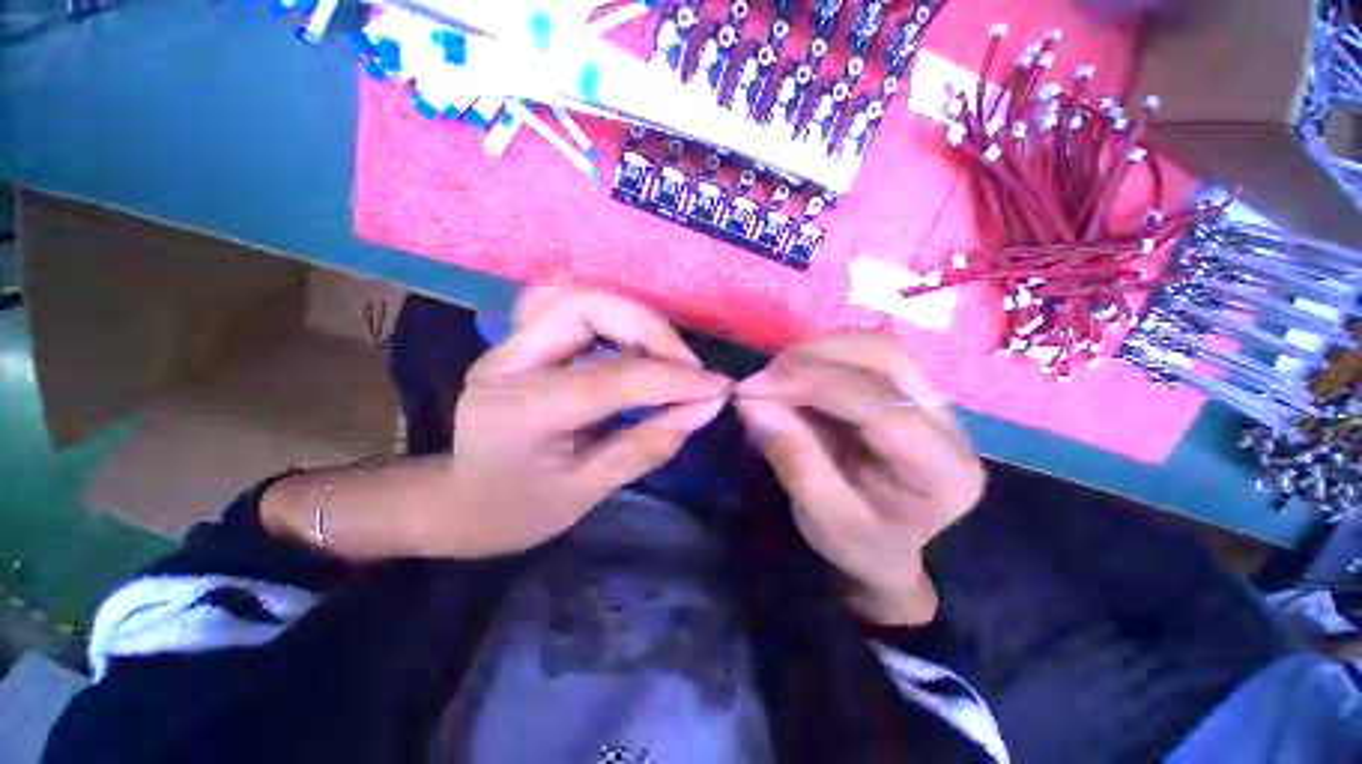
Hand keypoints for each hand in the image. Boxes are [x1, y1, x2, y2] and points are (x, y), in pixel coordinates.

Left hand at [434, 286, 731, 556]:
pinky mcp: (519, 341)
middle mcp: (509, 362)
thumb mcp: (587, 493)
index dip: (674, 379)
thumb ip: (648, 445)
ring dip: (634, 318)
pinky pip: (569, 305)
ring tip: (667, 357)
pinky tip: (633, 345)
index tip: (717, 388)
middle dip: (651, 330)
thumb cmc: (518, 511)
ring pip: (578, 296)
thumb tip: (705, 408)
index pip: (613, 378)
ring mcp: (509, 344)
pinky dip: (612, 316)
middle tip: (688, 367)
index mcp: (522, 411)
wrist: (459, 503)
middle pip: (585, 305)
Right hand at [734, 333, 983, 624]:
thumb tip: (752, 404)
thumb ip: (793, 459)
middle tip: (760, 382)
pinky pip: (861, 353)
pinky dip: (819, 357)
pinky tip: (793, 378)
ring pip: (872, 347)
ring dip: (813, 354)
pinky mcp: (906, 388)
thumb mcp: (823, 519)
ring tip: (773, 379)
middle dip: (810, 361)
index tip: (754, 389)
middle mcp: (950, 424)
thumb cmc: (859, 546)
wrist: (886, 549)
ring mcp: (931, 399)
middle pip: (884, 359)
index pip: (882, 408)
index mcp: (941, 473)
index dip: (813, 386)